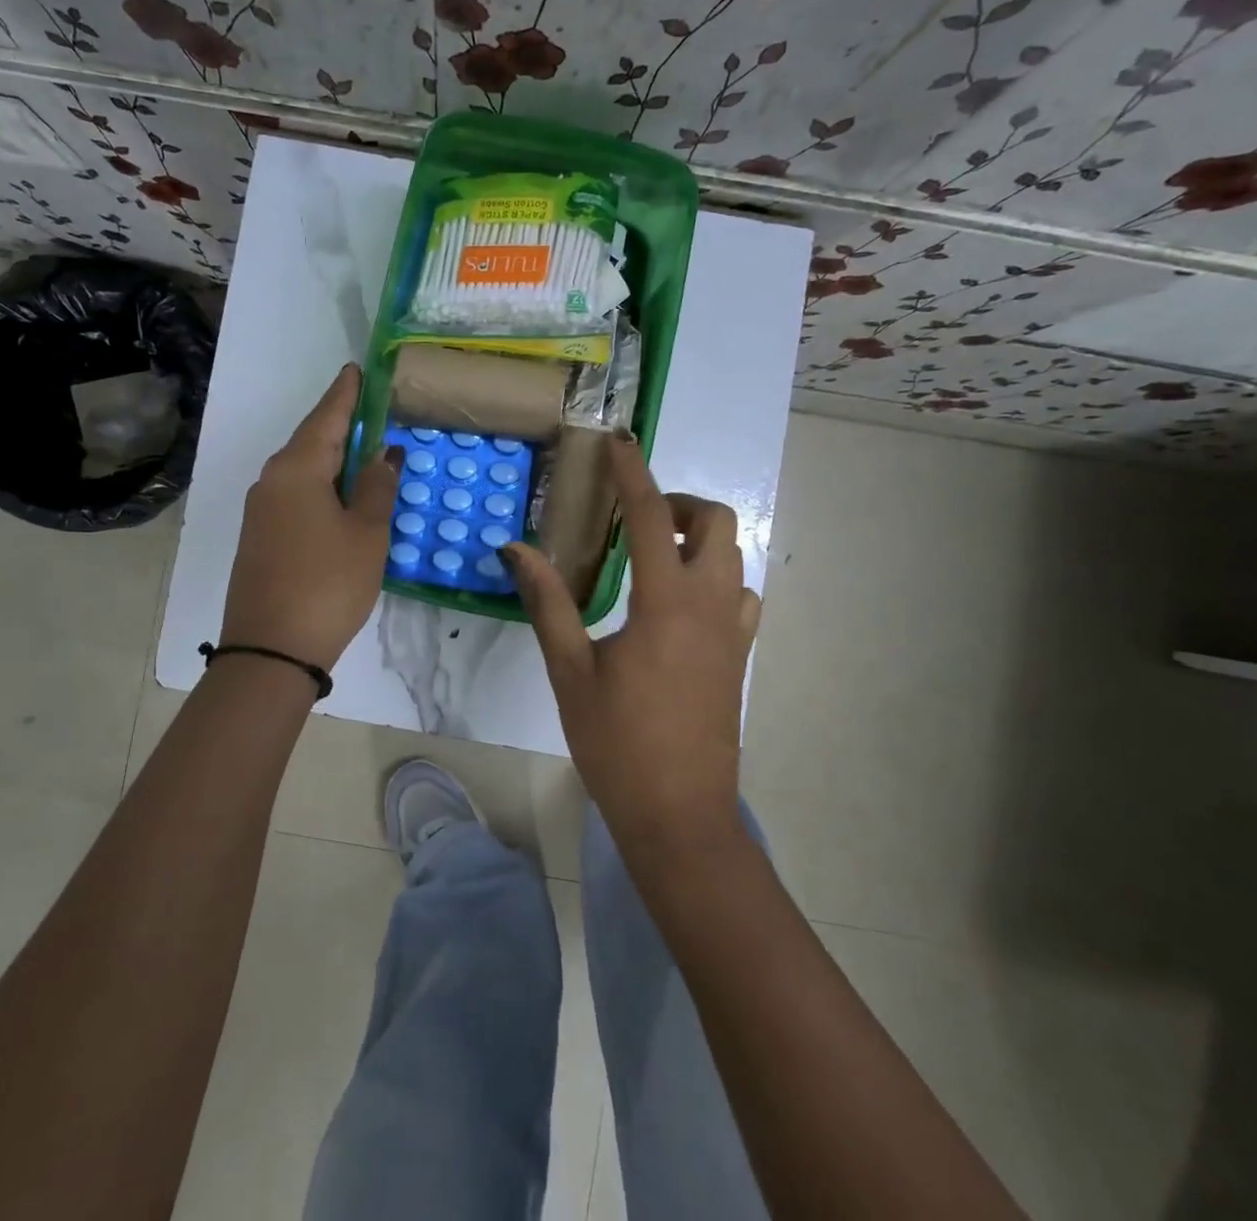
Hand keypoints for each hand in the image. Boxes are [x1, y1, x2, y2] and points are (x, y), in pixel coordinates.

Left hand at [220, 365, 400, 672]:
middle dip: (342, 424)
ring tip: (366, 451)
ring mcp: (261, 510)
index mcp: (297, 468)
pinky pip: (295, 494)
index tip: (358, 369)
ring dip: (334, 459)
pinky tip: (341, 494)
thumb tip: (383, 453)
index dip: (346, 393)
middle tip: (374, 410)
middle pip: (312, 440)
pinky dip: (322, 486)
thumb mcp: (366, 533)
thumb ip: (376, 487)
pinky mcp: (260, 536)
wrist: (271, 650)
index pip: (327, 416)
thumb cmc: (328, 584)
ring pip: (303, 470)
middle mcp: (271, 480)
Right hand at [506, 437, 760, 850]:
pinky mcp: (739, 657)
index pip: (650, 516)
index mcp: (666, 602)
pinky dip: (715, 578)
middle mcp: (711, 605)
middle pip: (717, 523)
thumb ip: (547, 602)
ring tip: (651, 558)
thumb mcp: (571, 670)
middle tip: (634, 520)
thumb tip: (515, 549)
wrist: (679, 814)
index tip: (618, 442)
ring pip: (734, 557)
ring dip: (699, 539)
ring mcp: (734, 632)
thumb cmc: (617, 743)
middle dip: (679, 504)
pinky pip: (741, 595)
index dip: (632, 473)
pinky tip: (677, 604)